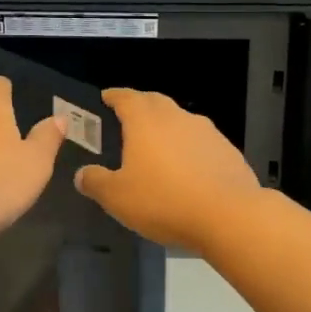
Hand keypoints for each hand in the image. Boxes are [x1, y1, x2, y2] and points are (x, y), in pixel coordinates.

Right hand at [74, 88, 262, 250]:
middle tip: (128, 117)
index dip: (114, 96)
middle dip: (140, 105)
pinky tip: (187, 169)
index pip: (126, 97)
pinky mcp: (227, 150)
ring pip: (180, 120)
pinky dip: (188, 148)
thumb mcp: (118, 197)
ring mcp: (206, 132)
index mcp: (146, 121)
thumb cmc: (164, 201)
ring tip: (157, 145)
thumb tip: (82, 175)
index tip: (106, 97)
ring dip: (166, 127)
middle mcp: (176, 117)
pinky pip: (201, 142)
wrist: (229, 215)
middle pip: (155, 102)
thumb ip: (96, 182)